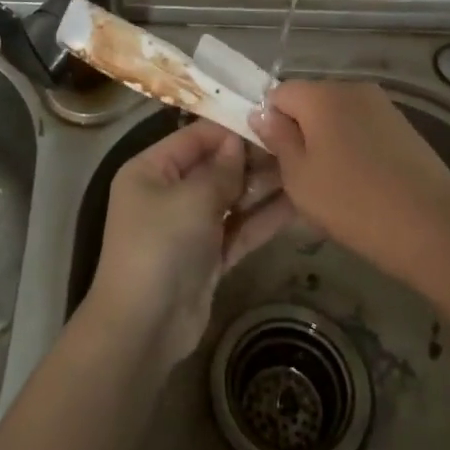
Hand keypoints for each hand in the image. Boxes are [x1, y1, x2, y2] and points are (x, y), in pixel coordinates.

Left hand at [84, 120, 294, 365]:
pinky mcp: (208, 256)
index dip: (231, 129)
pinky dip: (263, 219)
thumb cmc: (160, 247)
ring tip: (305, 171)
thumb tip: (238, 142)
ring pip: (231, 199)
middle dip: (253, 160)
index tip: (271, 121)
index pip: (195, 137)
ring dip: (263, 188)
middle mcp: (168, 192)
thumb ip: (220, 170)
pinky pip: (239, 229)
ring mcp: (189, 226)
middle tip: (297, 148)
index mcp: (151, 169)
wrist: (144, 328)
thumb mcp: (191, 199)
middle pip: (216, 167)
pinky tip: (298, 206)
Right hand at [250, 81, 449, 286]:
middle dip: (300, 130)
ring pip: (338, 115)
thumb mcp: (300, 178)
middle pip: (310, 101)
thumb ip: (278, 140)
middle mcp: (351, 88)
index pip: (278, 93)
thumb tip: (262, 113)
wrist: (433, 227)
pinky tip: (362, 181)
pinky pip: (363, 126)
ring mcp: (382, 105)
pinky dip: (354, 145)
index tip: (274, 157)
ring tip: (333, 182)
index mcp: (321, 95)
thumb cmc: (354, 203)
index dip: (270, 121)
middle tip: (300, 174)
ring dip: (328, 139)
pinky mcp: (404, 125)